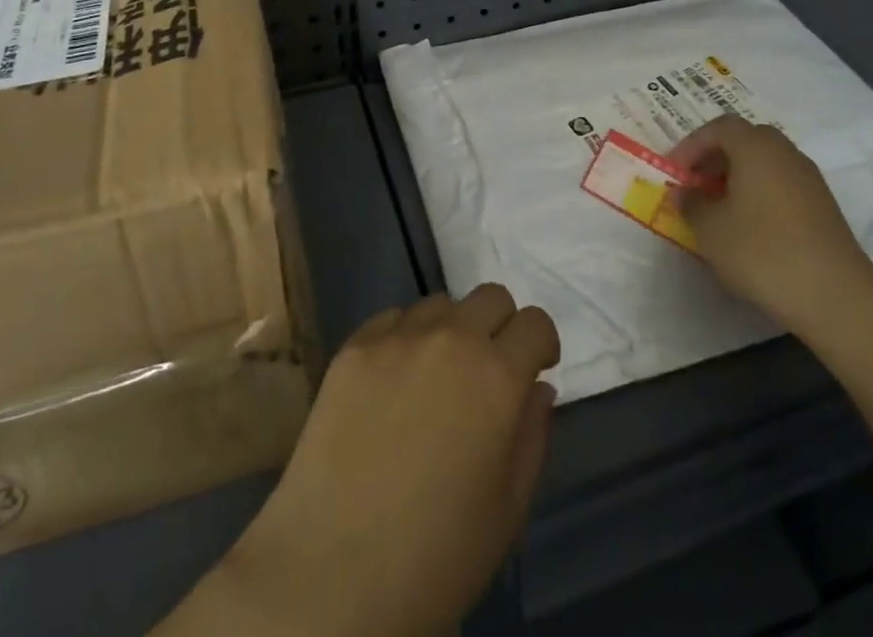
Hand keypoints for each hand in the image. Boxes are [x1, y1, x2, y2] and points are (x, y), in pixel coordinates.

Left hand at [168, 284, 558, 636]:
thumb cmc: (436, 557)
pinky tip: (391, 387)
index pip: (535, 322)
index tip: (533, 369)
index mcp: (497, 377)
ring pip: (440, 304)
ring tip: (433, 380)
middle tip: (487, 372)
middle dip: (500, 327)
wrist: (332, 575)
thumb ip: (533, 435)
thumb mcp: (508, 510)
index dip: (540, 345)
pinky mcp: (354, 346)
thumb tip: (537, 387)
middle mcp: (451, 339)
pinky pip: (392, 320)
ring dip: (450, 331)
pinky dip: (404, 340)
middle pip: (490, 297)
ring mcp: (397, 337)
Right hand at [670, 114, 872, 340]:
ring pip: (765, 163)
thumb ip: (691, 204)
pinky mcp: (824, 208)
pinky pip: (782, 185)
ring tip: (719, 208)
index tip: (675, 172)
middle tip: (696, 184)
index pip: (718, 128)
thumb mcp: (710, 229)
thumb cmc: (763, 252)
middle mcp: (785, 153)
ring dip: (738, 177)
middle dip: (716, 157)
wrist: (837, 298)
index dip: (692, 145)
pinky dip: (760, 194)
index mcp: (755, 147)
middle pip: (745, 140)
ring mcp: (809, 180)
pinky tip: (750, 227)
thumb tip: (684, 192)